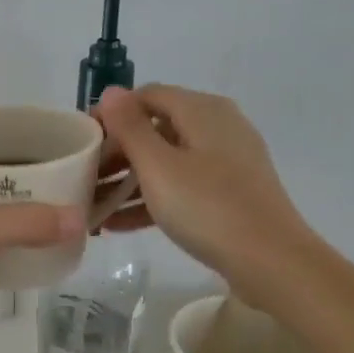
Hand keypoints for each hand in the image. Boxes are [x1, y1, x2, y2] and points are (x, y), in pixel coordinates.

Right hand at [93, 84, 313, 287]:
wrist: (272, 261)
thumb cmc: (208, 207)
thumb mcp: (159, 167)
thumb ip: (131, 127)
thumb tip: (112, 91)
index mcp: (202, 110)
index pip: (146, 96)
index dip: (111, 115)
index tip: (81, 142)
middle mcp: (217, 127)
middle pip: (155, 129)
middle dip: (116, 153)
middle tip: (83, 178)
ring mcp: (226, 161)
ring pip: (166, 161)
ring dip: (128, 181)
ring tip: (94, 206)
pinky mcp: (229, 192)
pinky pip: (182, 186)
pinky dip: (152, 199)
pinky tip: (119, 225)